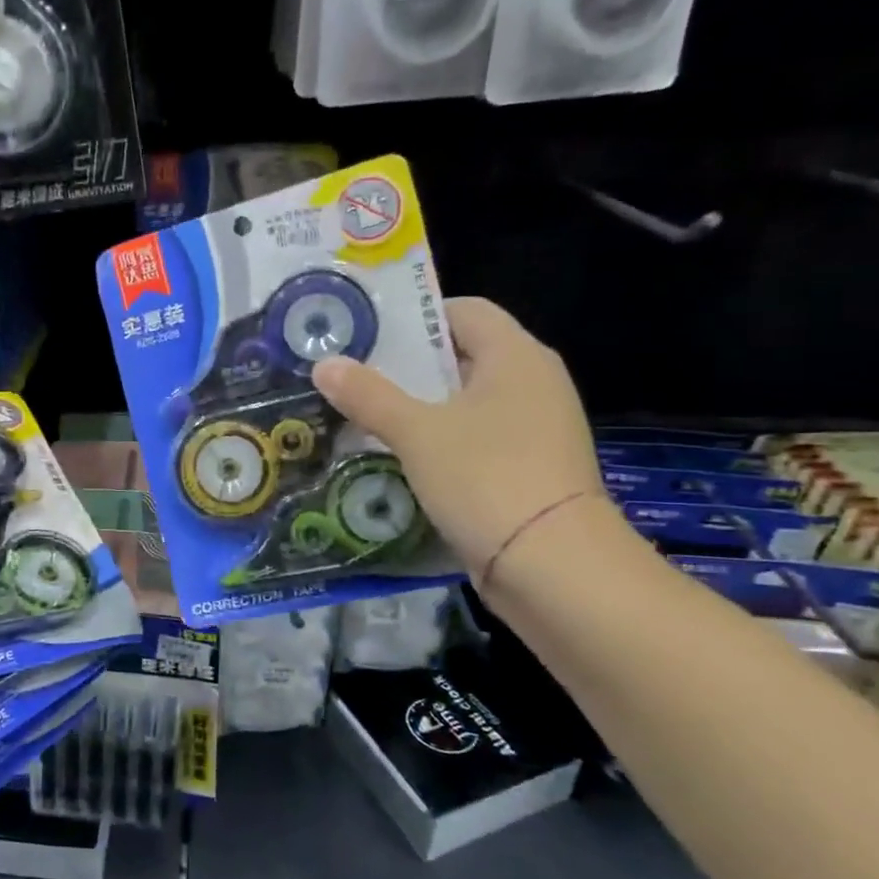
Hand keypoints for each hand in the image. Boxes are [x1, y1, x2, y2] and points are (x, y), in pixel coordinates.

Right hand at [312, 298, 607, 580]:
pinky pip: (475, 438)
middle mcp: (533, 382)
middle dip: (407, 367)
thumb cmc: (486, 478)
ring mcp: (535, 427)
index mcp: (516, 356)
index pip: (463, 310)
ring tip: (364, 417)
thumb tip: (324, 364)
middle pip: (461, 356)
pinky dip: (439, 441)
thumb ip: (368, 395)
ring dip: (418, 408)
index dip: (415, 318)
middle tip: (352, 378)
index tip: (366, 337)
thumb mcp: (417, 433)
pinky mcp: (528, 467)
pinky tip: (400, 458)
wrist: (553, 567)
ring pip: (465, 402)